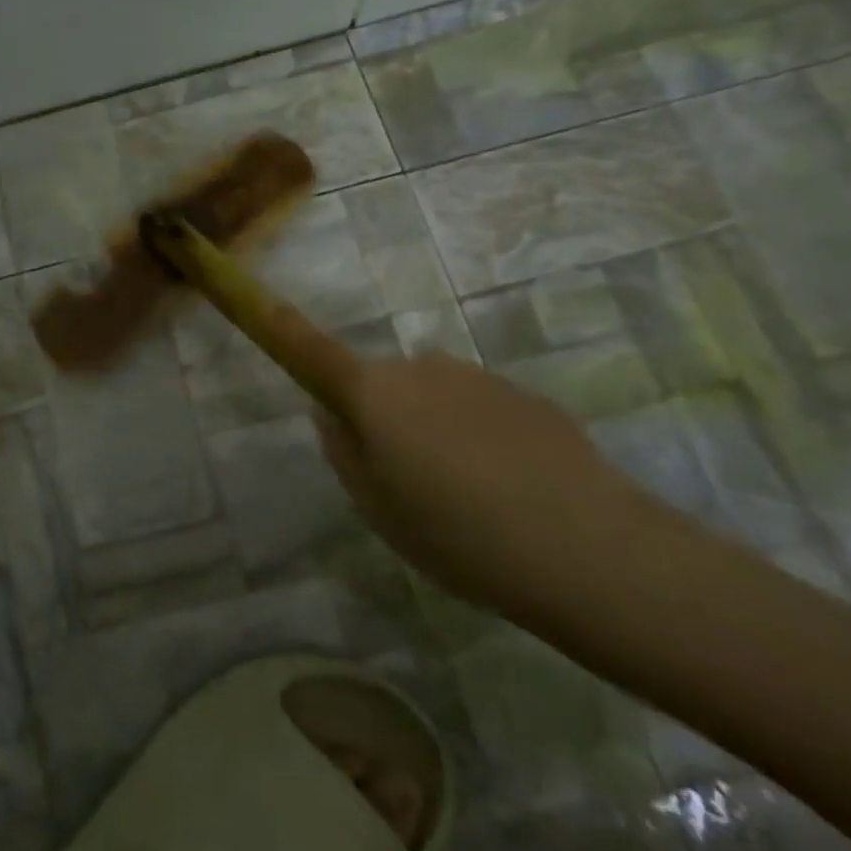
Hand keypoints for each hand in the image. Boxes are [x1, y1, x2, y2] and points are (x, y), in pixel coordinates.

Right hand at [316, 349, 647, 608]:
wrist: (588, 547)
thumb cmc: (456, 532)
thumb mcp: (378, 507)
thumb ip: (344, 453)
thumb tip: (331, 415)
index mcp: (374, 392)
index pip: (314, 351)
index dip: (283, 327)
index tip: (262, 303)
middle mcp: (422, 367)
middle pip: (385, 384)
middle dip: (386, 418)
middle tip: (408, 483)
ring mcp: (478, 377)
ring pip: (435, 397)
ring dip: (437, 430)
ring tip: (471, 497)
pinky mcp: (527, 395)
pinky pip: (481, 410)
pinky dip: (481, 438)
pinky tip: (512, 491)